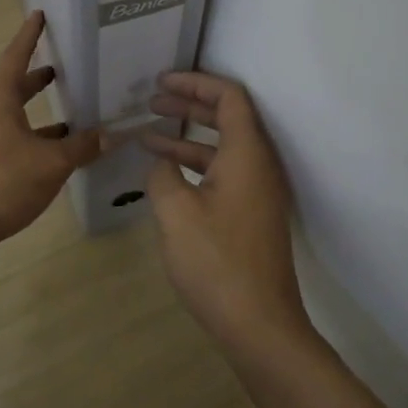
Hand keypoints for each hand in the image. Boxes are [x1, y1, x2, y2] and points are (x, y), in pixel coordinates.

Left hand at [0, 11, 102, 252]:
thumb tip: (113, 134)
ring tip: (67, 119)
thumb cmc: (0, 183)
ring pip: (8, 115)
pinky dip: (26, 137)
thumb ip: (82, 147)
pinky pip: (3, 137)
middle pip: (11, 85)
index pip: (16, 56)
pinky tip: (46, 155)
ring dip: (34, 113)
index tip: (38, 14)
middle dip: (36, 78)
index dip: (30, 35)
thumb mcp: (51, 164)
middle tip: (61, 69)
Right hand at [141, 71, 314, 358]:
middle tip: (152, 100)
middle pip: (228, 117)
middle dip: (189, 104)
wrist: (259, 326)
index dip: (195, 82)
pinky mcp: (252, 215)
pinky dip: (195, 164)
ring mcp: (259, 192)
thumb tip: (161, 162)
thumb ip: (163, 173)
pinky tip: (166, 174)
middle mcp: (260, 165)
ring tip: (147, 134)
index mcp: (247, 154)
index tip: (162, 82)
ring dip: (187, 136)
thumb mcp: (176, 212)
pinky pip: (224, 172)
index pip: (229, 97)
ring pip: (223, 148)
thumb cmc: (216, 262)